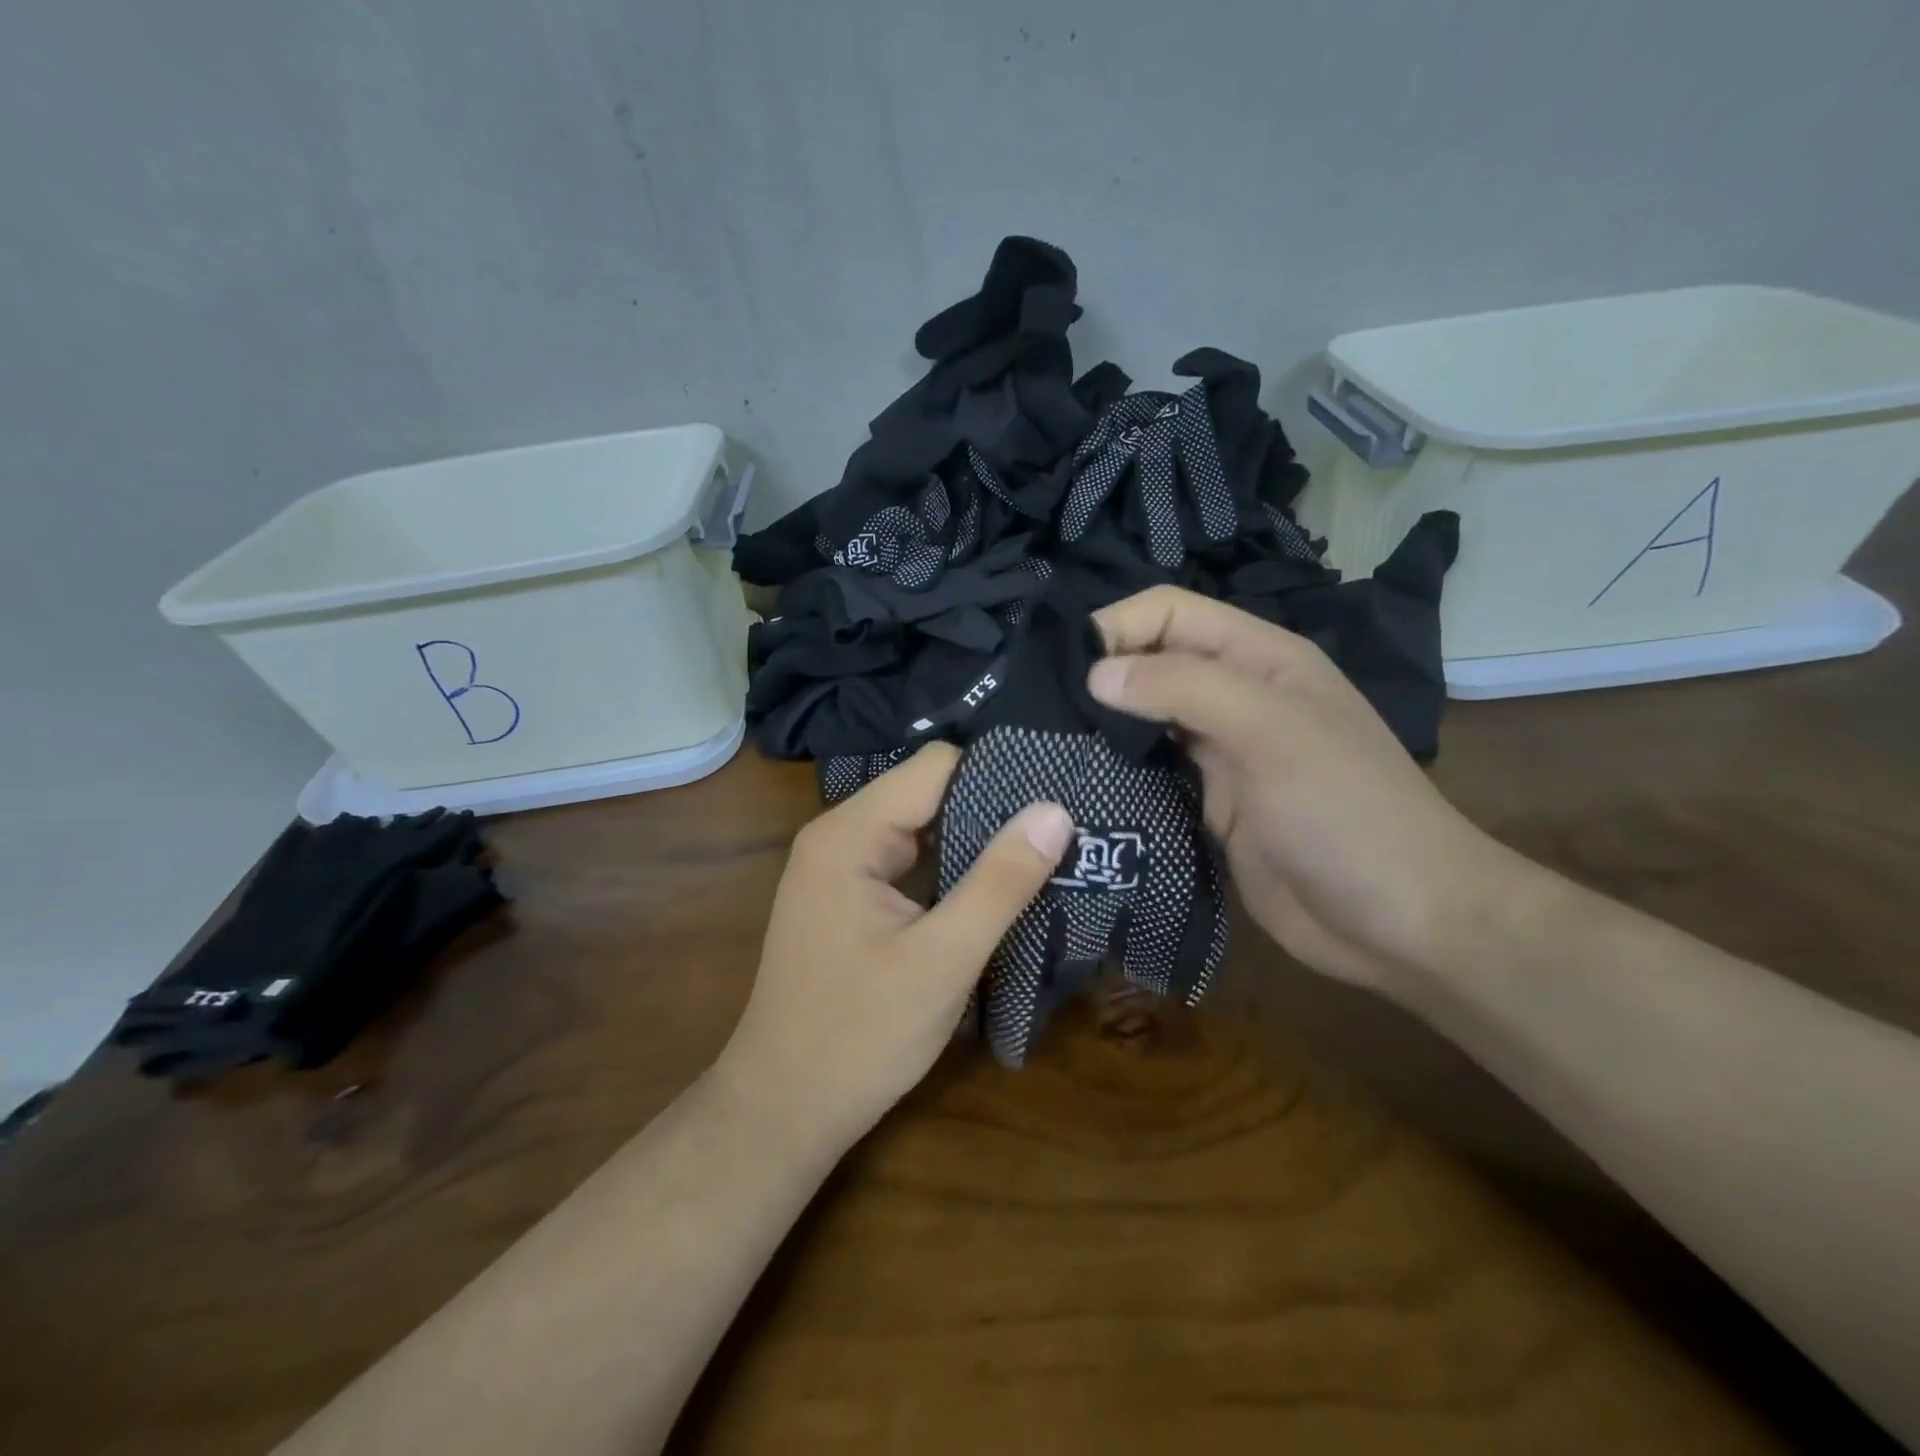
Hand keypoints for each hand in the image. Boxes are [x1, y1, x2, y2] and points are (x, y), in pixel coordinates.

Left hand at [715, 744, 1073, 1149]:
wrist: (783, 1111)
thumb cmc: (859, 1036)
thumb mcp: (943, 959)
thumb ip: (999, 882)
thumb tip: (1055, 811)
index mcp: (850, 834)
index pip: (936, 767)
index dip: (997, 778)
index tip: (1056, 801)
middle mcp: (840, 837)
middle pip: (929, 795)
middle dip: (992, 813)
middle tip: (1064, 834)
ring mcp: (842, 870)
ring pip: (923, 830)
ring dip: (976, 846)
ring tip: (1045, 858)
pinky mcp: (850, 900)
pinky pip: (911, 864)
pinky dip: (953, 873)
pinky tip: (997, 891)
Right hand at [1087, 586, 1518, 994]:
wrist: (1400, 923)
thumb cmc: (1346, 812)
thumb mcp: (1271, 731)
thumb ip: (1186, 688)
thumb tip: (1096, 674)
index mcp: (1258, 658)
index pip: (1170, 613)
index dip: (1117, 627)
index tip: (1066, 671)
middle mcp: (1234, 697)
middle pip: (1151, 663)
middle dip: (1100, 679)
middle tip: (1040, 714)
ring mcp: (1218, 755)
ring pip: (1142, 721)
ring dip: (1101, 729)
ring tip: (1046, 748)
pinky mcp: (1203, 806)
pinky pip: (1148, 776)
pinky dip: (1115, 775)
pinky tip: (1077, 787)